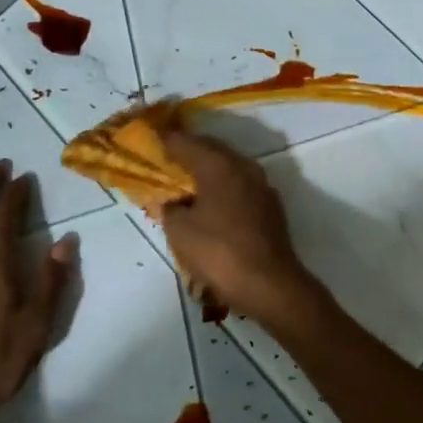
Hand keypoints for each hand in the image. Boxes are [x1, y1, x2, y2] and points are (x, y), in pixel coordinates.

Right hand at [159, 129, 318, 326]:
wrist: (269, 284)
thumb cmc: (218, 252)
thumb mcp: (180, 231)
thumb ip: (169, 208)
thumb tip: (170, 201)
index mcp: (218, 165)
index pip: (187, 142)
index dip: (167, 140)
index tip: (152, 139)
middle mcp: (243, 166)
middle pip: (211, 150)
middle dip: (189, 151)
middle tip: (168, 157)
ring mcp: (262, 186)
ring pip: (229, 168)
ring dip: (208, 170)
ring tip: (188, 180)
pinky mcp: (271, 207)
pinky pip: (240, 186)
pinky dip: (223, 188)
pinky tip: (212, 202)